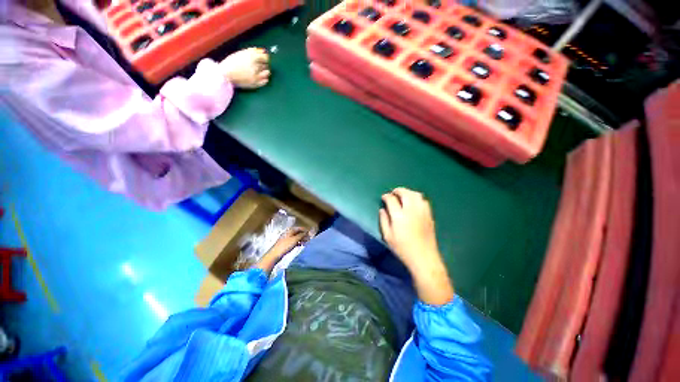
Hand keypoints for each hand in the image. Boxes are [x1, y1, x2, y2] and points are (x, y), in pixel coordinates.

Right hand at [219, 47, 270, 88]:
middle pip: (266, 64)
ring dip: (264, 72)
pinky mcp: (256, 83)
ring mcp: (256, 75)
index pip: (266, 57)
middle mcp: (255, 65)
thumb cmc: (232, 63)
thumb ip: (252, 52)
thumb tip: (263, 51)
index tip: (263, 59)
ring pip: (267, 72)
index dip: (265, 58)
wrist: (225, 75)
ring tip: (258, 72)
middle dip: (263, 65)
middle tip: (257, 66)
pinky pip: (265, 81)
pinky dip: (264, 79)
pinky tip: (258, 78)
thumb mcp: (241, 54)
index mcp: (251, 56)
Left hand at [253, 227, 308, 273]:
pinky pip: (293, 241)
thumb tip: (307, 232)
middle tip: (309, 239)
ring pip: (296, 237)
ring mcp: (286, 239)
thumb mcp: (295, 239)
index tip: (310, 234)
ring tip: (305, 243)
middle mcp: (288, 233)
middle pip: (298, 232)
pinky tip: (300, 245)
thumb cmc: (285, 245)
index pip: (299, 228)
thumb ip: (301, 235)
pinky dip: (298, 242)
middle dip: (303, 235)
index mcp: (290, 230)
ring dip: (301, 239)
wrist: (275, 254)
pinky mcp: (285, 244)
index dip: (305, 230)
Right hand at [380, 187, 453, 304]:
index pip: (392, 200)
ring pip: (416, 195)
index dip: (386, 196)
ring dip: (408, 192)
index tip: (384, 197)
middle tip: (393, 193)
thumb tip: (382, 209)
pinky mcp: (429, 215)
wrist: (424, 257)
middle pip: (405, 193)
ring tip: (403, 195)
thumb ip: (383, 220)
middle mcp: (411, 210)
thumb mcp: (388, 236)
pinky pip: (423, 201)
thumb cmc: (403, 248)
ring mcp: (422, 212)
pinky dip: (417, 198)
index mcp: (399, 216)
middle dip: (398, 190)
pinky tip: (413, 202)